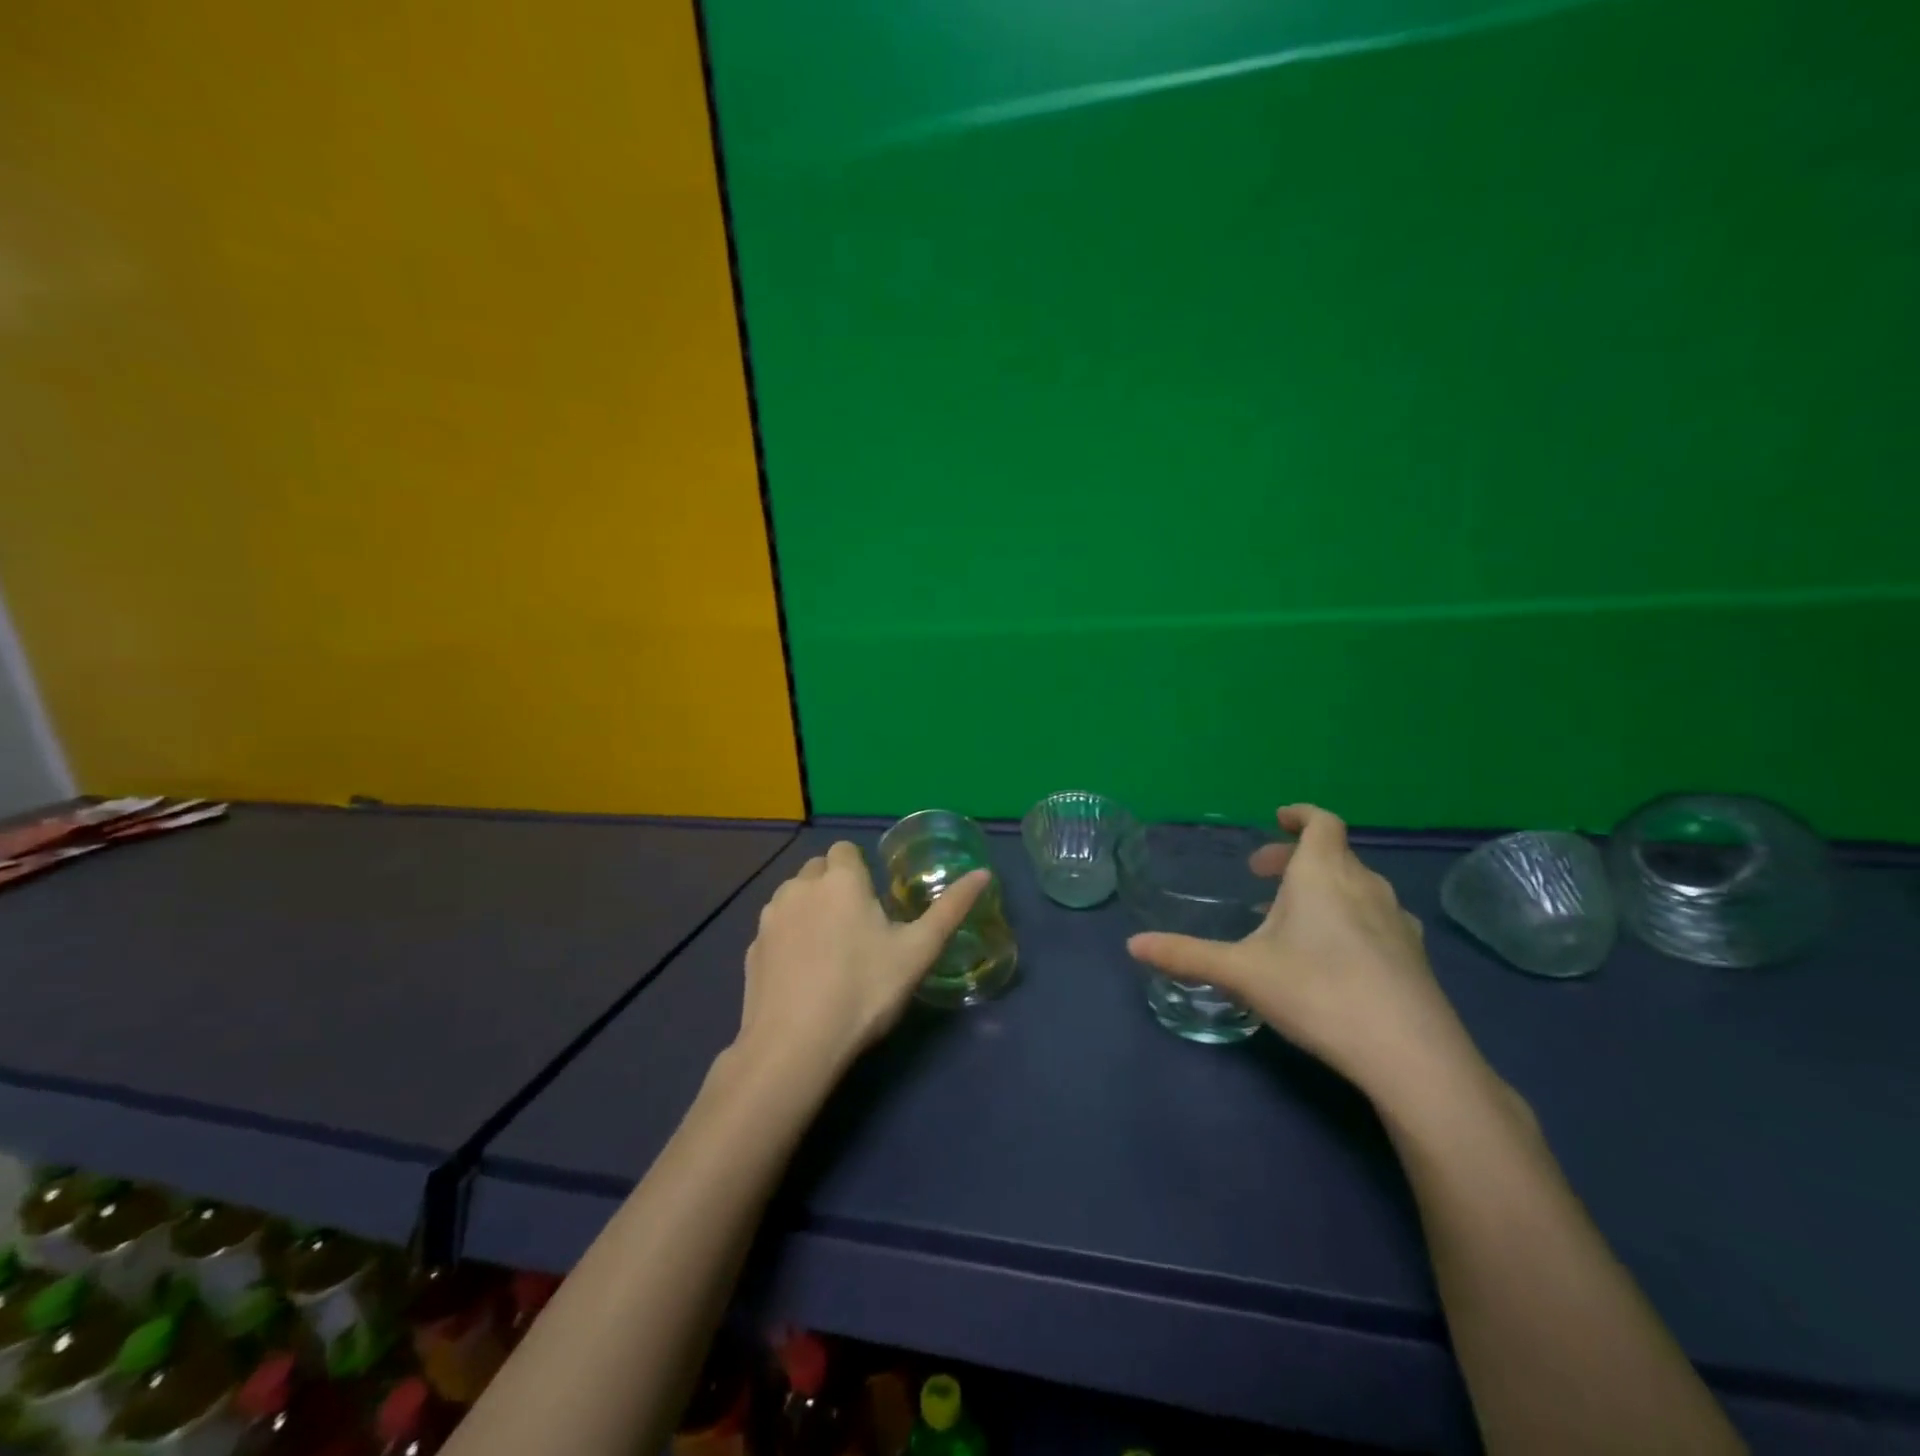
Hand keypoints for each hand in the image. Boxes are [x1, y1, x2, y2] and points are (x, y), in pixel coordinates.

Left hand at [737, 841, 989, 1078]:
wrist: (795, 1045)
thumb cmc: (864, 990)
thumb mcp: (918, 952)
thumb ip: (951, 909)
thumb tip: (984, 873)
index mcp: (841, 880)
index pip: (846, 850)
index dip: (861, 871)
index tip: (874, 904)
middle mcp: (800, 886)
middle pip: (819, 869)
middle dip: (836, 886)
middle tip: (857, 928)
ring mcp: (770, 917)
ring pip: (794, 896)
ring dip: (810, 908)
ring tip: (829, 951)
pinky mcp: (752, 948)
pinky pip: (776, 928)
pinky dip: (789, 938)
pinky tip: (803, 974)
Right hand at [1127, 805, 1474, 1103]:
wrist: (1409, 1053)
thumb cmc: (1317, 991)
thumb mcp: (1241, 972)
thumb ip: (1186, 955)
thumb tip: (1132, 944)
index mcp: (1323, 873)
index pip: (1321, 822)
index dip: (1301, 815)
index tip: (1277, 820)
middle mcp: (1365, 885)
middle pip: (1334, 854)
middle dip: (1295, 858)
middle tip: (1262, 878)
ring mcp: (1396, 920)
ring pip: (1356, 886)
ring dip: (1323, 889)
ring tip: (1292, 919)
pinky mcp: (1415, 955)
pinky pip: (1376, 917)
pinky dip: (1350, 918)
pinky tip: (1334, 955)